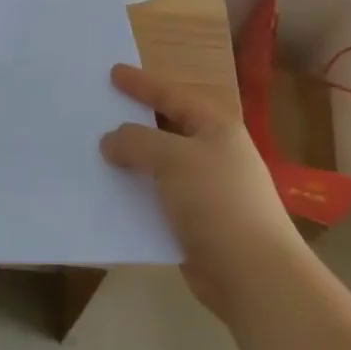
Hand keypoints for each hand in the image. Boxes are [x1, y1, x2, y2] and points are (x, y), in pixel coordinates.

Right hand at [100, 64, 303, 319]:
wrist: (254, 276)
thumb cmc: (217, 202)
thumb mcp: (173, 159)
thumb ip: (137, 142)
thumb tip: (111, 140)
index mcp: (216, 127)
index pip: (172, 95)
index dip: (142, 84)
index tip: (113, 73)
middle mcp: (214, 153)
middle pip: (166, 129)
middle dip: (134, 122)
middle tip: (100, 110)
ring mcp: (207, 190)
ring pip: (160, 166)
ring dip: (132, 162)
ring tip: (96, 153)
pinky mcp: (196, 224)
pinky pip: (158, 199)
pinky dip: (136, 195)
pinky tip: (110, 196)